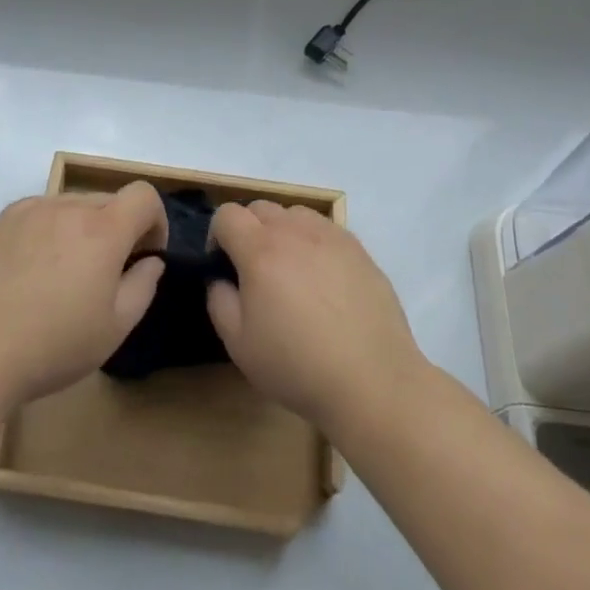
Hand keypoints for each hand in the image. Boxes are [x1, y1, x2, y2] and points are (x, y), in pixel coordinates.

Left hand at [0, 182, 167, 409]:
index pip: (143, 195)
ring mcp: (27, 211)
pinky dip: (47, 232)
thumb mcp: (114, 328)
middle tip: (105, 275)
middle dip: (118, 229)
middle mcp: (66, 207)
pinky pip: (38, 215)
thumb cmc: (51, 345)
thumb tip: (149, 261)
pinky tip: (30, 274)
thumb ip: (142, 286)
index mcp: (101, 229)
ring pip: (70, 206)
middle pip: (107, 201)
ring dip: (81, 230)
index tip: (145, 256)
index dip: (155, 221)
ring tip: (63, 276)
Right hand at [206, 201, 425, 434]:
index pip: (226, 214)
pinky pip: (326, 230)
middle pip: (260, 207)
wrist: (372, 382)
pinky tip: (324, 280)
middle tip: (255, 270)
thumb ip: (219, 301)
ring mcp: (331, 237)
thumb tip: (221, 279)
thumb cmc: (297, 365)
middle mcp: (294, 231)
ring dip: (283, 231)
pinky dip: (314, 242)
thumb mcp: (239, 344)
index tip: (223, 266)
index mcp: (260, 250)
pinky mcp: (360, 250)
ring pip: (295, 214)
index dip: (217, 235)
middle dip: (248, 229)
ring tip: (291, 271)